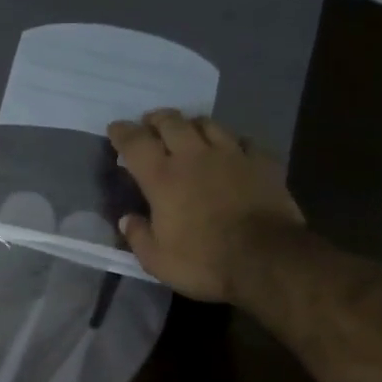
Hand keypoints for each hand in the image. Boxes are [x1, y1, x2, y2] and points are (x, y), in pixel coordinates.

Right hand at [107, 108, 304, 302]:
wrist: (267, 259)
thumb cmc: (204, 261)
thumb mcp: (157, 260)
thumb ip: (138, 236)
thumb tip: (127, 219)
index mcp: (162, 178)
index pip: (135, 143)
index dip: (122, 133)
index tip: (115, 128)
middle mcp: (194, 156)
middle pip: (171, 122)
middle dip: (156, 119)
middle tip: (149, 123)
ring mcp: (231, 155)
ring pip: (208, 124)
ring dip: (192, 124)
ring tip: (187, 130)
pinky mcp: (262, 162)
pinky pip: (243, 140)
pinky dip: (231, 141)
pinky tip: (230, 149)